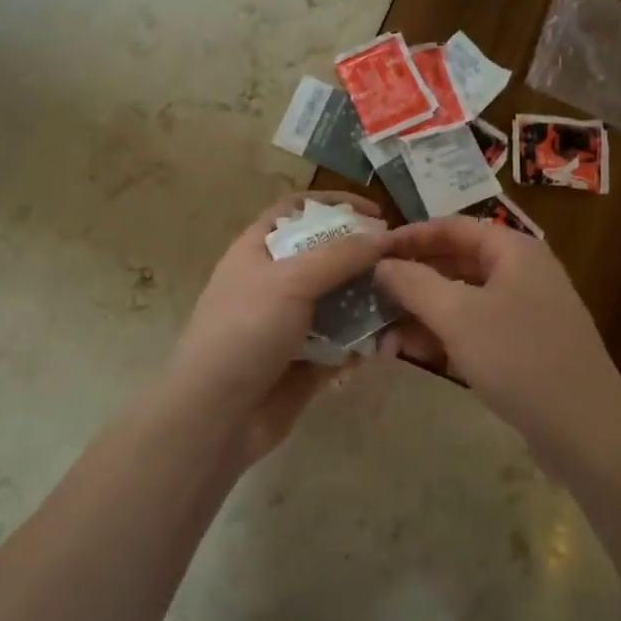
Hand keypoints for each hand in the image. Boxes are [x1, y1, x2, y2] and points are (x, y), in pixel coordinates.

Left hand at [169, 192, 390, 460]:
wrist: (216, 417)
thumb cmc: (245, 332)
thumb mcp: (290, 280)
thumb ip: (340, 255)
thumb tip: (384, 234)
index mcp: (259, 251)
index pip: (297, 210)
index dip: (334, 204)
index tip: (376, 213)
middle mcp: (275, 282)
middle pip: (327, 256)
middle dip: (364, 256)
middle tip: (402, 262)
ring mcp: (291, 323)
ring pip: (340, 300)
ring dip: (370, 302)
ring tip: (404, 304)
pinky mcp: (307, 360)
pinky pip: (344, 342)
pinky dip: (364, 342)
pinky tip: (388, 345)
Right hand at [375, 217, 620, 459]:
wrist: (585, 429)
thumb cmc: (518, 357)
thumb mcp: (457, 316)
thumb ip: (414, 283)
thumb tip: (382, 264)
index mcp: (514, 249)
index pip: (452, 227)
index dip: (410, 236)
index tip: (371, 252)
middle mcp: (522, 272)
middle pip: (456, 262)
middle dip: (412, 281)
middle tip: (371, 296)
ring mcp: (526, 311)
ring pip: (463, 299)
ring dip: (423, 313)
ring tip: (383, 336)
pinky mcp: (526, 346)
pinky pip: (476, 328)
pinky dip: (445, 336)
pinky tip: (413, 353)